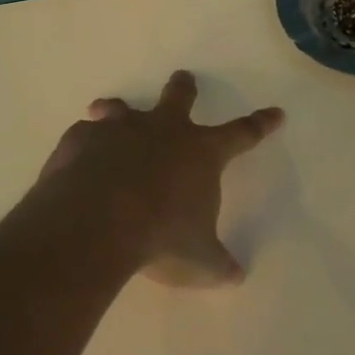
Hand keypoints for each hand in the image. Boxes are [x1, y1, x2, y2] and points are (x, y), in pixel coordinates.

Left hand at [37, 71, 284, 285]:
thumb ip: (217, 264)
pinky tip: (78, 156)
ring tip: (109, 109)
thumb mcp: (198, 260)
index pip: (242, 133)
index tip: (276, 112)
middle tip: (184, 78)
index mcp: (201, 152)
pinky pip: (84, 134)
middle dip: (184, 88)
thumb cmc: (160, 238)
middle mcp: (163, 131)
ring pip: (122, 107)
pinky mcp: (81, 140)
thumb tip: (236, 276)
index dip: (261, 124)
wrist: (95, 224)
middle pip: (179, 98)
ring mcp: (120, 130)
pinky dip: (84, 142)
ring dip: (119, 108)